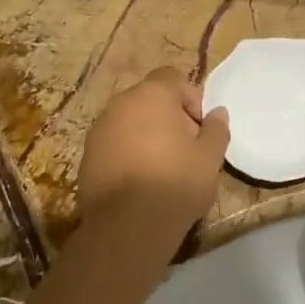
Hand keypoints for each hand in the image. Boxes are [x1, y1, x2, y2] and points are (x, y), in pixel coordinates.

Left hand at [78, 68, 230, 241]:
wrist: (128, 225)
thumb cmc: (176, 183)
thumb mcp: (209, 158)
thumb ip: (216, 130)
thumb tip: (218, 113)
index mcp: (151, 95)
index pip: (173, 78)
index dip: (191, 98)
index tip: (200, 128)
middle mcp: (120, 104)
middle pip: (149, 99)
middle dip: (169, 118)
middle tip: (185, 149)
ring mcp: (98, 129)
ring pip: (129, 122)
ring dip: (146, 136)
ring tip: (162, 168)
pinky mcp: (87, 156)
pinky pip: (114, 144)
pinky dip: (128, 154)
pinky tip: (140, 182)